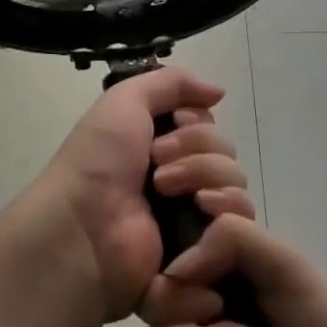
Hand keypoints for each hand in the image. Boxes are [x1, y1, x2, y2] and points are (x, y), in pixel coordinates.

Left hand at [37, 67, 257, 322]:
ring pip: (233, 178)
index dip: (194, 120)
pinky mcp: (204, 244)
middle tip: (156, 161)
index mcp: (157, 141)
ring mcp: (191, 210)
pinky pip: (241, 216)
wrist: (85, 226)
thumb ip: (171, 82)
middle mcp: (178, 173)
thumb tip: (218, 91)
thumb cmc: (99, 160)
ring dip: (203, 172)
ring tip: (164, 189)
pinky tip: (200, 205)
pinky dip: (225, 204)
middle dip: (196, 147)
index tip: (172, 123)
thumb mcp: (125, 100)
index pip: (206, 122)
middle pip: (223, 148)